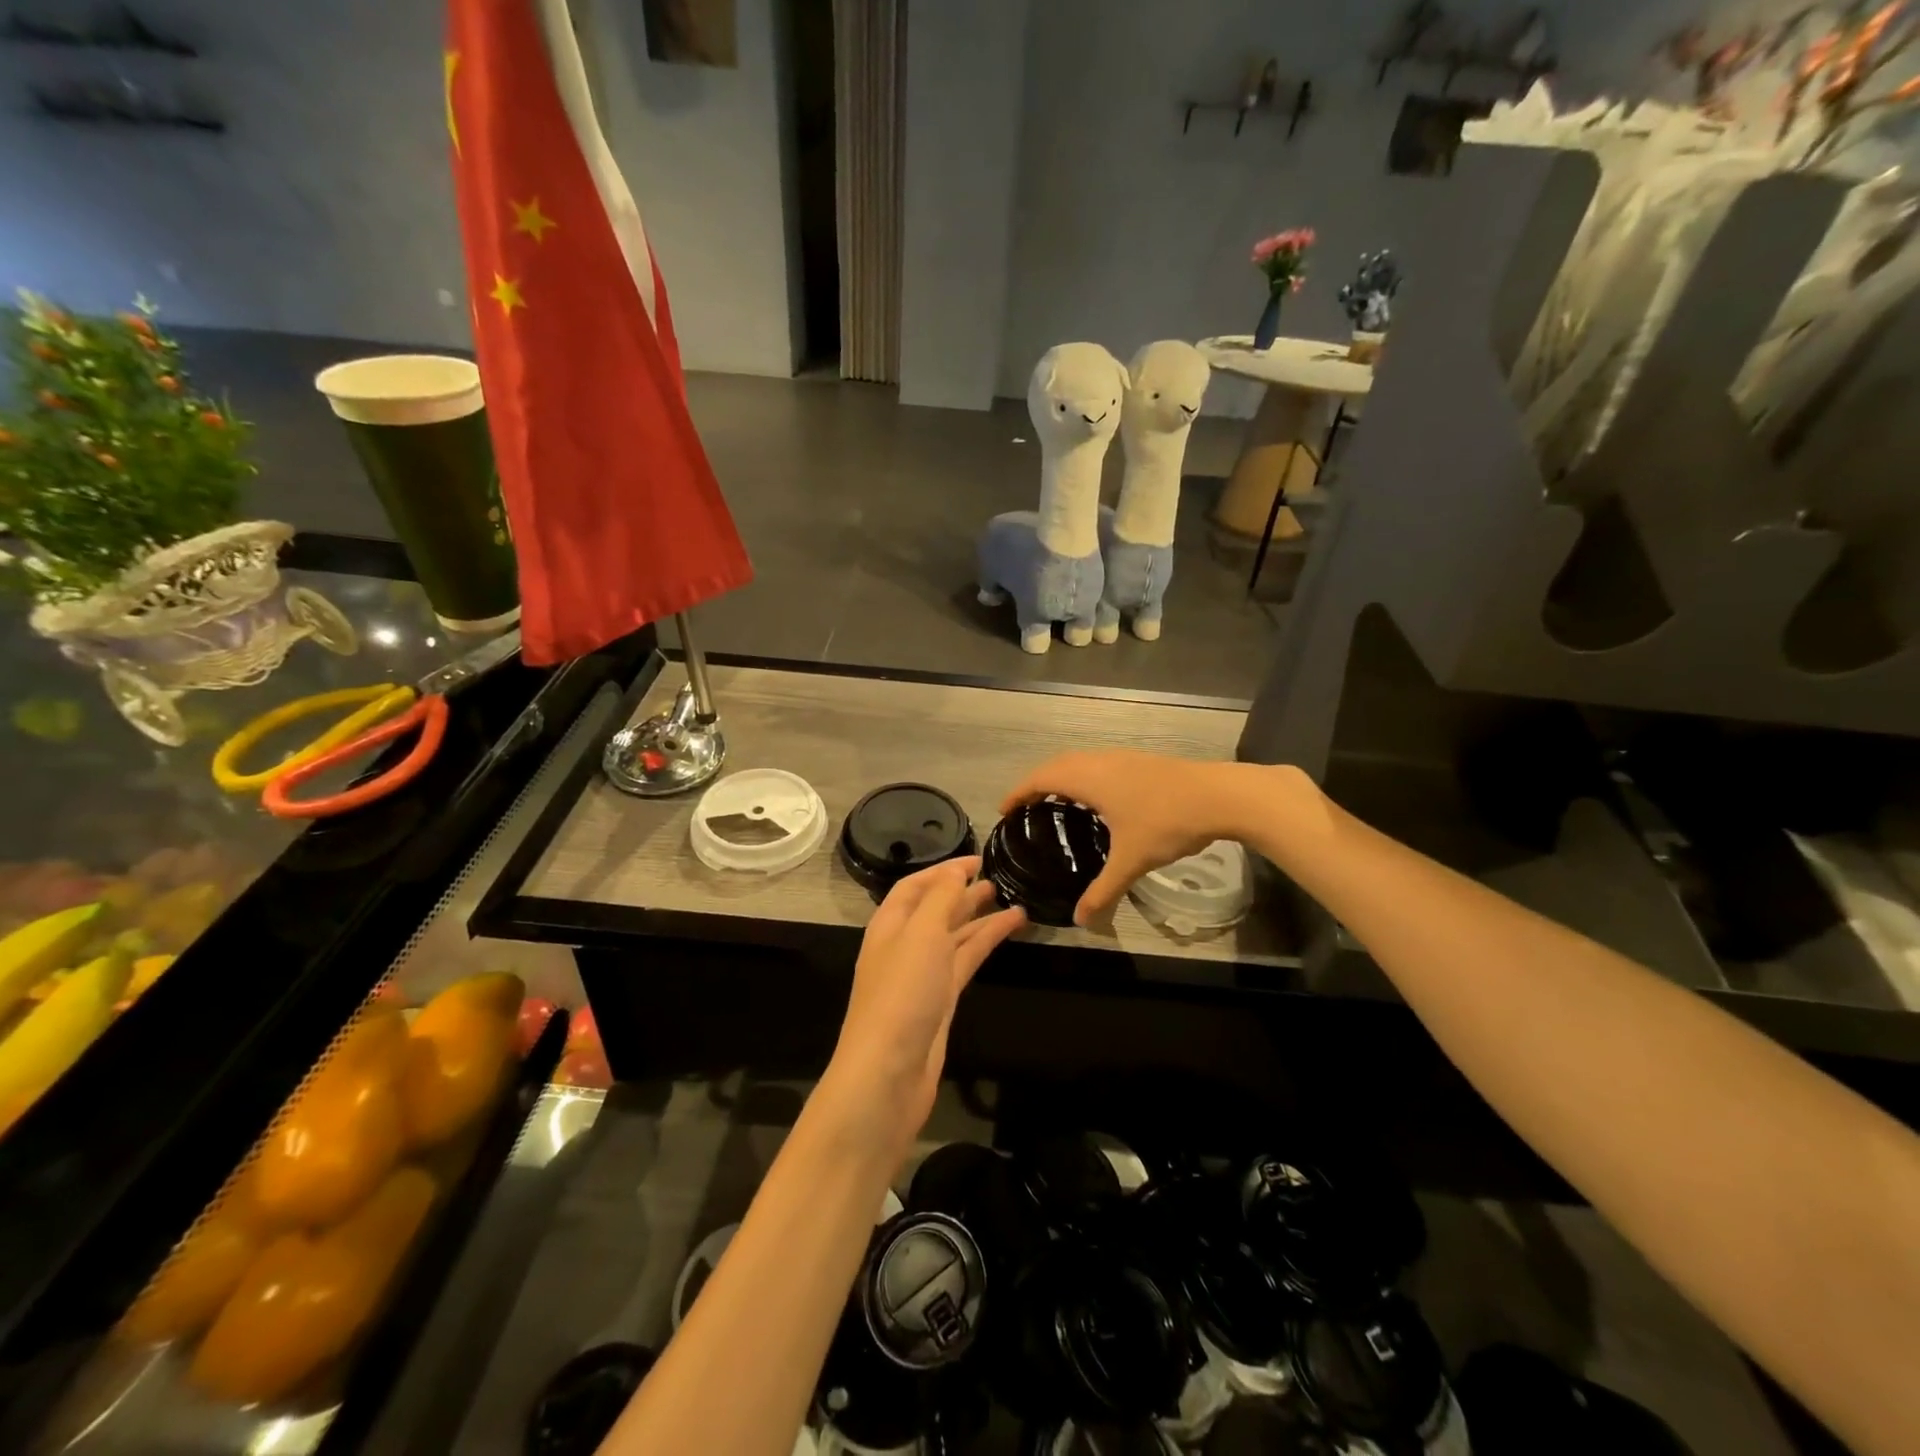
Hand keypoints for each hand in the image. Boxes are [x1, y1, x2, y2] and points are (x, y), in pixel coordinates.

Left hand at [825, 858, 1023, 1154]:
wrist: (888, 1073)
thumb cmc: (902, 994)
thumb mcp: (921, 933)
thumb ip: (940, 897)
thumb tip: (955, 869)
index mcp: (890, 924)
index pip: (916, 886)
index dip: (944, 869)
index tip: (979, 858)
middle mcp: (904, 945)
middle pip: (935, 909)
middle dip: (963, 892)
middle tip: (1000, 878)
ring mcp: (922, 975)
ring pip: (954, 936)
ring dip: (980, 917)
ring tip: (1014, 901)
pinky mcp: (941, 1001)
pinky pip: (965, 961)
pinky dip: (986, 943)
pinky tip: (1010, 930)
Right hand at [1001, 751, 1258, 924]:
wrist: (1220, 795)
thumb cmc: (1167, 822)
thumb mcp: (1131, 861)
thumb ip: (1104, 890)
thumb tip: (1080, 920)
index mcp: (1088, 779)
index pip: (1040, 779)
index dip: (1018, 792)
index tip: (1004, 810)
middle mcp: (1100, 762)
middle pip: (1056, 764)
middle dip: (1036, 783)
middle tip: (1026, 808)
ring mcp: (1122, 758)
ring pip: (1080, 761)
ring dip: (1062, 777)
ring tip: (1056, 804)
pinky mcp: (1141, 761)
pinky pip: (1098, 763)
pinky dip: (1083, 776)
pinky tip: (1098, 800)